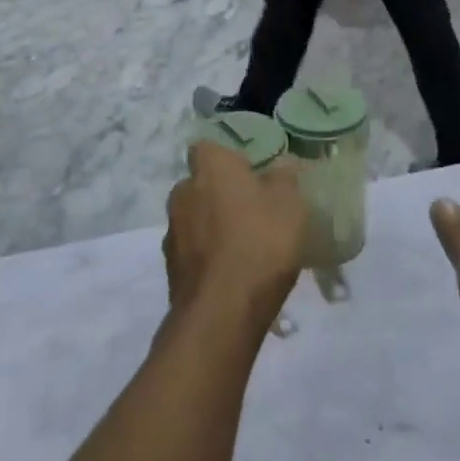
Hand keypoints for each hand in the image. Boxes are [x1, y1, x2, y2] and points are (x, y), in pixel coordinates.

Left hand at [165, 142, 307, 329]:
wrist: (222, 311)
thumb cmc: (260, 242)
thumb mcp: (289, 204)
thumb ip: (284, 178)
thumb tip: (281, 166)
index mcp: (209, 167)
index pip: (208, 148)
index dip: (227, 159)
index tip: (250, 175)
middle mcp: (183, 191)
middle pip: (199, 184)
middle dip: (219, 194)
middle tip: (251, 212)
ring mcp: (172, 231)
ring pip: (194, 219)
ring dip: (212, 227)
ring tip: (244, 249)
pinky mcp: (170, 268)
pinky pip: (192, 251)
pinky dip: (207, 257)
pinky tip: (231, 275)